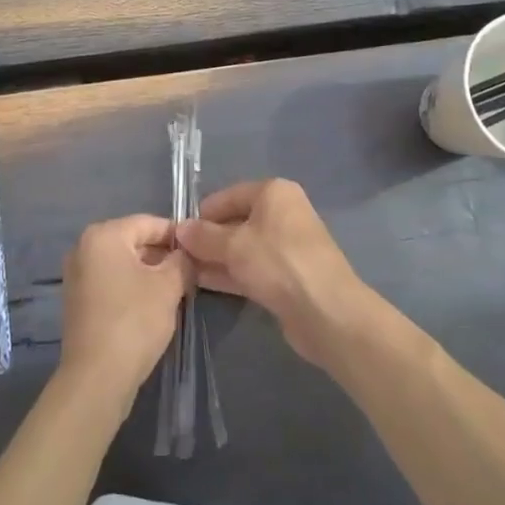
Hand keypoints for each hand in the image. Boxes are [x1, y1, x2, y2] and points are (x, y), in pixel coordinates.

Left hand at [58, 214, 187, 415]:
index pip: (149, 223)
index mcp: (103, 235)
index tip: (199, 251)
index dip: (177, 235)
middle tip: (190, 274)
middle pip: (133, 241)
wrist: (97, 377)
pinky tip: (152, 306)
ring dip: (149, 273)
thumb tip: (186, 254)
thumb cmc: (134, 321)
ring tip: (176, 291)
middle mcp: (83, 247)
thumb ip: (182, 261)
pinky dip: (131, 287)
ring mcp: (76, 274)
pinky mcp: (77, 300)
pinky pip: (111, 281)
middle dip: (163, 255)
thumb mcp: (169, 286)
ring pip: (123, 263)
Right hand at [177, 179, 376, 367]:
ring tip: (184, 271)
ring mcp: (287, 246)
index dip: (202, 213)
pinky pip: (252, 268)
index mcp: (273, 193)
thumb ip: (204, 236)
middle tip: (178, 255)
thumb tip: (179, 229)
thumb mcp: (234, 245)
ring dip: (216, 258)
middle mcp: (283, 213)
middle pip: (236, 221)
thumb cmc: (278, 263)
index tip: (178, 233)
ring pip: (243, 248)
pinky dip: (230, 273)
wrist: (326, 311)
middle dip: (208, 238)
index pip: (228, 195)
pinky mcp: (287, 276)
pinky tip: (204, 283)